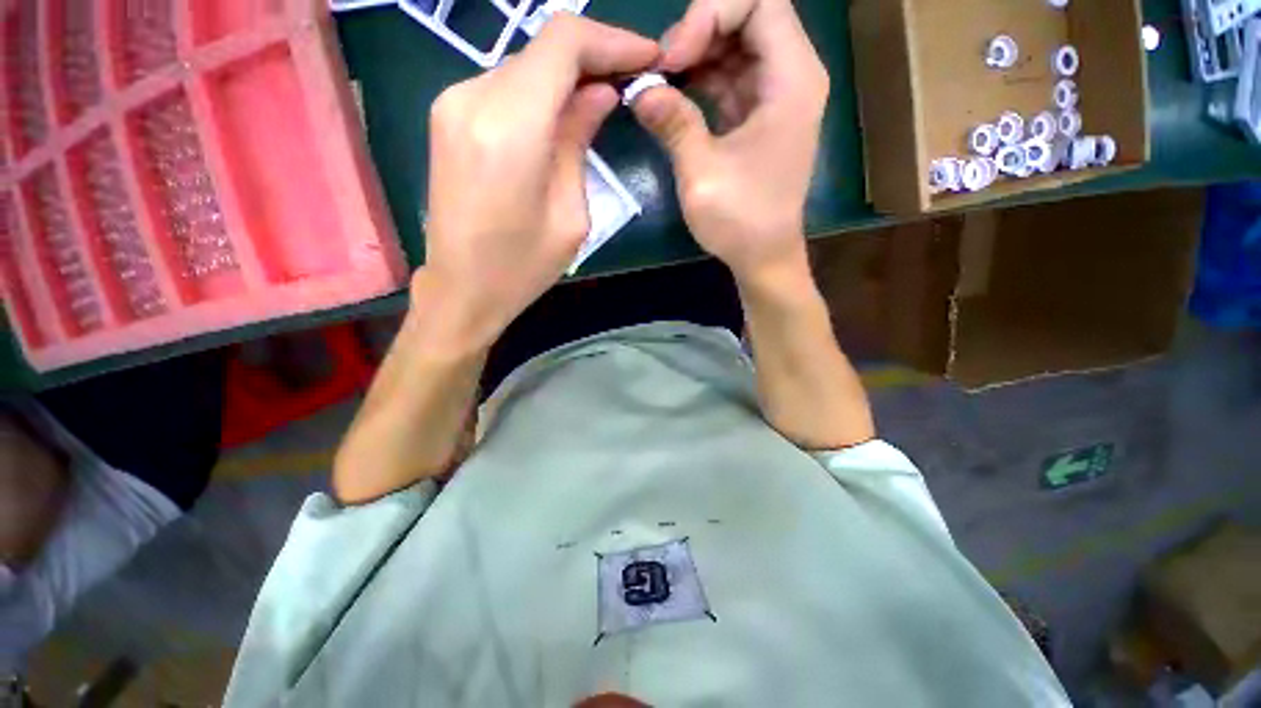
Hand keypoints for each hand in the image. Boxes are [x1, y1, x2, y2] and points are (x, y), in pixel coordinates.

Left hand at [421, 15, 658, 349]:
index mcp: (510, 127)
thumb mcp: (570, 214)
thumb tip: (600, 95)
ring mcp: (452, 103)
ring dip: (566, 77)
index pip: (563, 42)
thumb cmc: (522, 267)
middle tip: (631, 82)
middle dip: (593, 58)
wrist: (461, 288)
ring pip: (525, 67)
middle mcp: (472, 98)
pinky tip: (562, 117)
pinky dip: (539, 93)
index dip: (611, 40)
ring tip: (602, 101)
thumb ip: (580, 142)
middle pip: (543, 49)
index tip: (646, 57)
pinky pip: (505, 88)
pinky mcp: (448, 117)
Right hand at [631, 0, 828, 286]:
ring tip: (661, 82)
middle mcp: (792, 76)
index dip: (710, 14)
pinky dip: (702, 79)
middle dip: (699, 31)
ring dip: (697, 55)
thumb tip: (640, 90)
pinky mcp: (760, 117)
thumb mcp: (702, 172)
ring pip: (737, 46)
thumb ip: (673, 123)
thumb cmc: (740, 220)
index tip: (673, 59)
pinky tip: (675, 95)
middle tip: (661, 69)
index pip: (759, 1)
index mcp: (792, 79)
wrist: (763, 256)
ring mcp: (776, 96)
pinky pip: (732, 78)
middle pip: (748, 17)